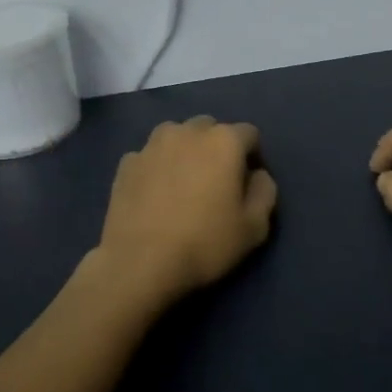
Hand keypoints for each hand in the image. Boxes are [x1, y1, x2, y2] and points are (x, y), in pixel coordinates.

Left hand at [90, 116, 276, 308]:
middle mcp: (188, 131)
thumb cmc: (205, 243)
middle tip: (215, 182)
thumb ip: (265, 192)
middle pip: (210, 128)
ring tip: (182, 182)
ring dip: (185, 150)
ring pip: (177, 135)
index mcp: (224, 141)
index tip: (247, 184)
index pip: (249, 134)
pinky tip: (155, 194)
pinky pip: (150, 156)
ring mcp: (152, 144)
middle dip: (217, 148)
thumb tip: (257, 175)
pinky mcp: (126, 162)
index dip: (253, 157)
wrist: (139, 262)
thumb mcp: (254, 227)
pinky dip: (157, 167)